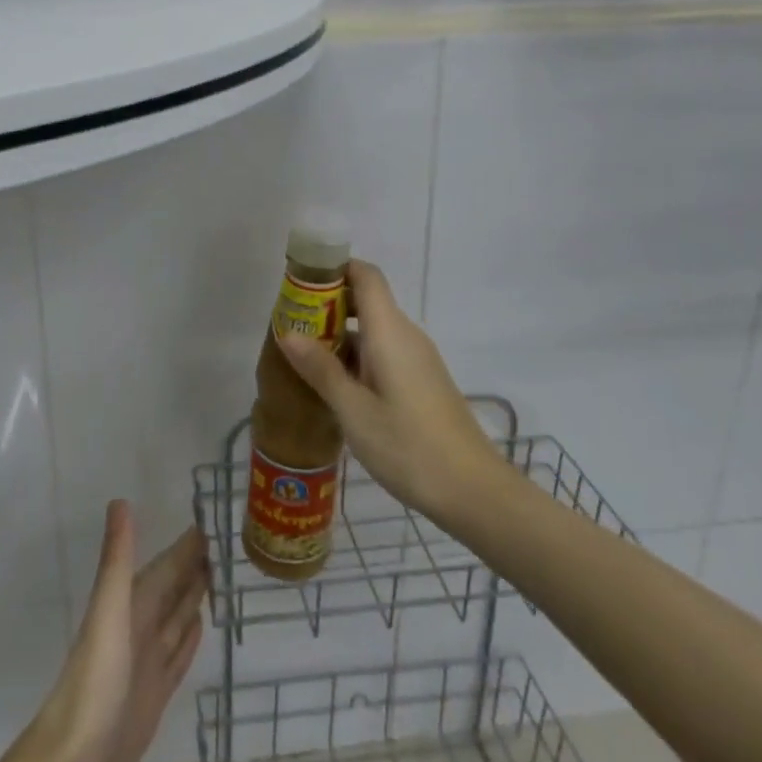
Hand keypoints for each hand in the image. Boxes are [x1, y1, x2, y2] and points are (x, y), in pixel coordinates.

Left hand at [27, 501, 207, 761]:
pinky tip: (200, 626)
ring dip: (196, 597)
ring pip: (177, 619)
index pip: (166, 565)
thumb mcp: (108, 613)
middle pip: (172, 589)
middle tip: (231, 543)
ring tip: (221, 576)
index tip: (215, 518)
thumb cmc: (93, 684)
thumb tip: (120, 501)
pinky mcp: (154, 697)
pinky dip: (189, 637)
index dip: (187, 544)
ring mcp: (146, 664)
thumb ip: (117, 559)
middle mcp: (138, 628)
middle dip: (195, 565)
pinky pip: (177, 655)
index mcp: (129, 605)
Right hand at [276, 259, 507, 525]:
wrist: (474, 491)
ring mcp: (417, 360)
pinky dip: (356, 357)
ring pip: (373, 330)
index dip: (333, 270)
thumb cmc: (408, 446)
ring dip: (339, 336)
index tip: (300, 283)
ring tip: (303, 359)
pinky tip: (336, 387)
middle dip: (327, 306)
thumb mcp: (353, 410)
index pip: (365, 275)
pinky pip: (383, 353)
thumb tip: (288, 332)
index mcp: (390, 332)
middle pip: (366, 300)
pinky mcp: (422, 382)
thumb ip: (320, 368)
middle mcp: (406, 336)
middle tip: (292, 327)